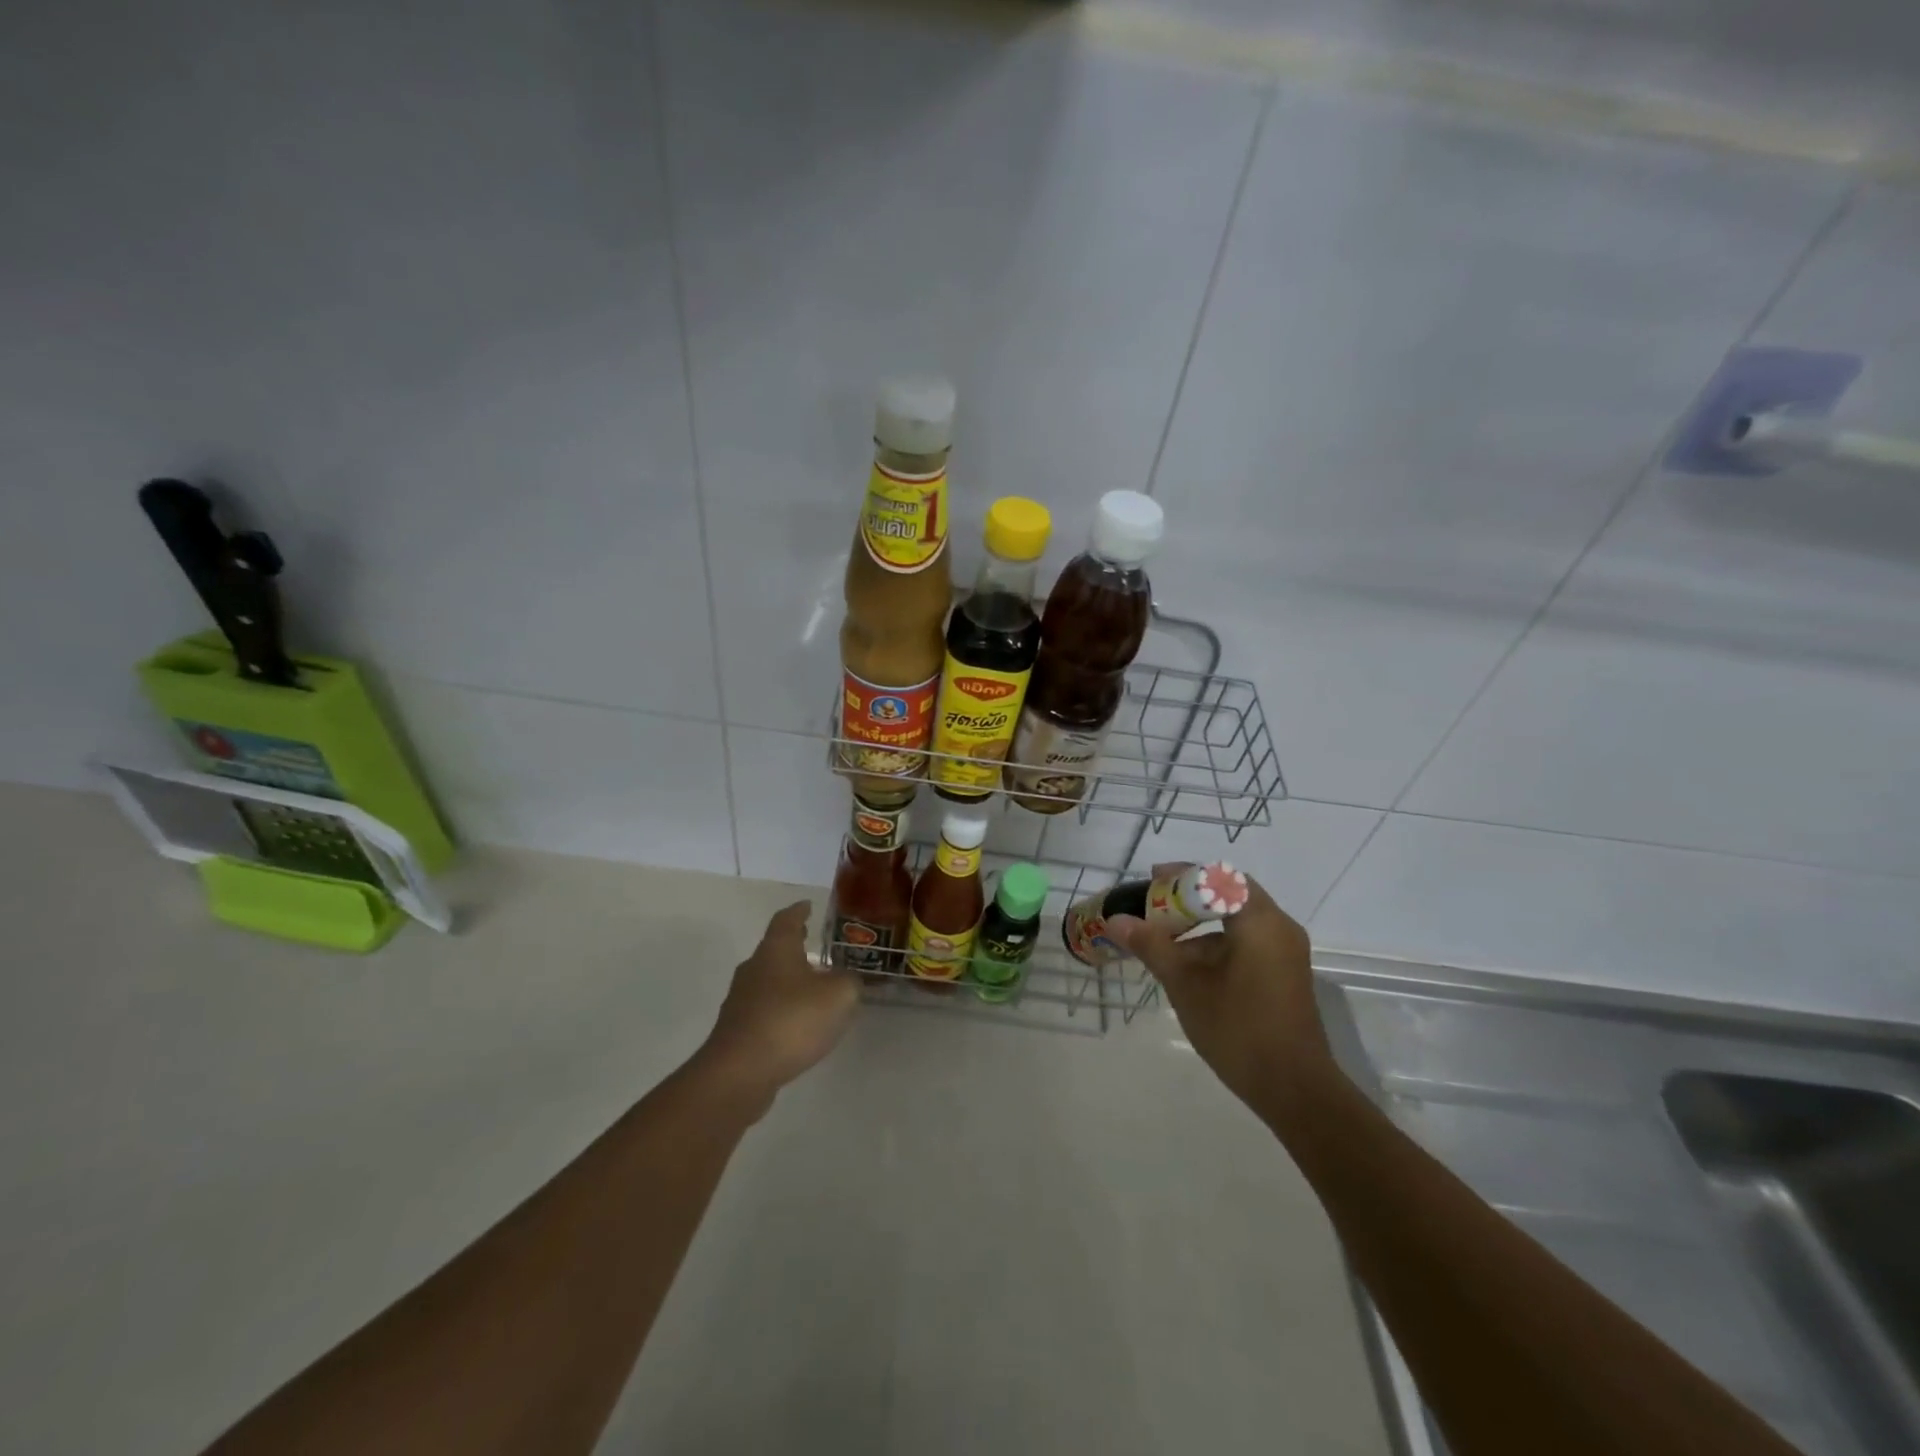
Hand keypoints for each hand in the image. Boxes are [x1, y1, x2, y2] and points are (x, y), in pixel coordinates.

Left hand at [695, 901, 858, 1115]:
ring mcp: (741, 1000)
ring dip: (789, 979)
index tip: (808, 906)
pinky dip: (782, 1007)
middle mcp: (754, 968)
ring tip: (813, 986)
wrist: (739, 1073)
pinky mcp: (738, 1030)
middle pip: (775, 948)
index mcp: (776, 950)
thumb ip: (850, 982)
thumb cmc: (791, 1021)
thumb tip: (848, 979)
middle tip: (814, 943)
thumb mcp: (838, 996)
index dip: (799, 911)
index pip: (787, 919)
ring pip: (769, 979)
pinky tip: (799, 1022)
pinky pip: (765, 1008)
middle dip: (795, 945)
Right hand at [1108, 866, 1332, 1105]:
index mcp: (1259, 921)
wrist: (1294, 1089)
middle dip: (1189, 897)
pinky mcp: (1284, 973)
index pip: (1219, 877)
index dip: (1182, 875)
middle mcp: (1278, 927)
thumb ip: (1152, 946)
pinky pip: (1247, 941)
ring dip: (1200, 923)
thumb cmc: (1238, 1028)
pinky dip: (1217, 942)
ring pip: (1238, 920)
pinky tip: (1189, 965)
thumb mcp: (1186, 984)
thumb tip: (1116, 920)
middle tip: (1155, 906)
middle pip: (1229, 894)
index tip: (1151, 881)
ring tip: (1163, 939)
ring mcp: (1285, 952)